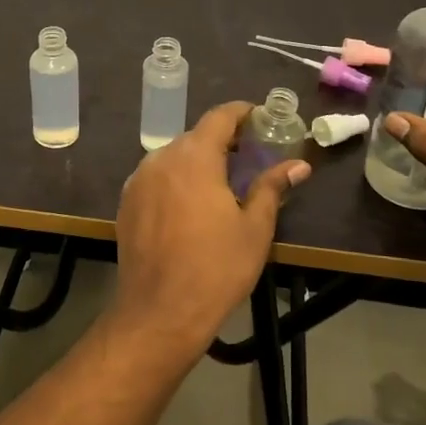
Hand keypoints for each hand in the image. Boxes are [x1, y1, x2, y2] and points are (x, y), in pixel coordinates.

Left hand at [114, 101, 309, 352]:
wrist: (159, 311)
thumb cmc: (216, 268)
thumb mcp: (254, 228)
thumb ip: (271, 188)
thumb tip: (299, 165)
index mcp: (193, 157)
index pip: (219, 117)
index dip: (242, 113)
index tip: (261, 118)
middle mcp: (160, 159)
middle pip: (194, 137)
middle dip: (222, 141)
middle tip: (249, 156)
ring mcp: (138, 181)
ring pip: (172, 158)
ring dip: (197, 161)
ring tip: (222, 182)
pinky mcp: (126, 203)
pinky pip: (156, 179)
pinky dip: (176, 181)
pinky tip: (191, 205)